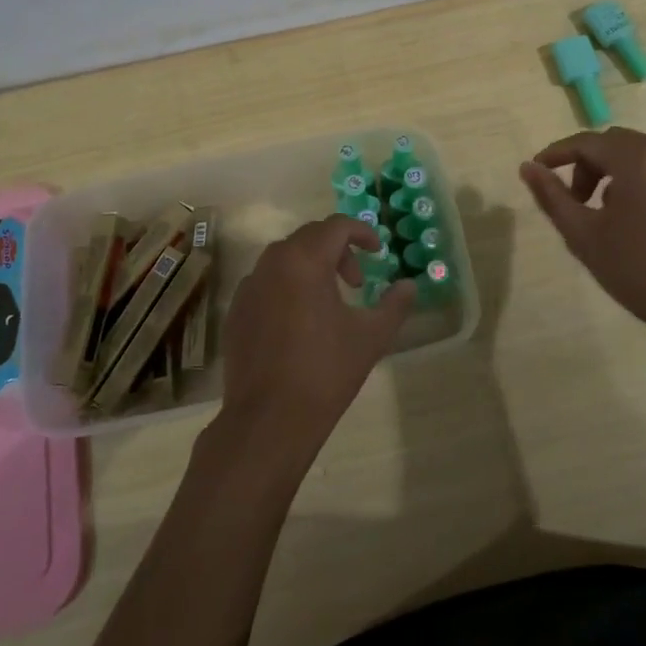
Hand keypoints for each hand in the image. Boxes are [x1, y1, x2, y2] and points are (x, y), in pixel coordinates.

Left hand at [217, 215, 413, 453]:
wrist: (268, 420)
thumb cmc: (325, 371)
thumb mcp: (371, 337)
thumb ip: (394, 305)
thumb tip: (409, 286)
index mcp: (305, 260)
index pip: (336, 226)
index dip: (361, 232)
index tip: (378, 251)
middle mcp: (272, 263)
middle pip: (309, 237)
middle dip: (338, 250)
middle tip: (357, 282)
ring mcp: (249, 286)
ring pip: (285, 258)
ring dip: (312, 266)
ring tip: (329, 301)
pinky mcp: (236, 311)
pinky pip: (266, 282)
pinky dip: (287, 286)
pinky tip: (298, 321)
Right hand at [519, 127, 645, 363]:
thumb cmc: (639, 272)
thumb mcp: (583, 236)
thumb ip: (552, 196)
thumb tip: (528, 167)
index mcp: (637, 160)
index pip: (587, 141)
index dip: (558, 152)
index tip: (539, 170)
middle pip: (621, 144)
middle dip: (593, 164)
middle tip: (580, 199)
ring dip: (626, 176)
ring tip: (617, 217)